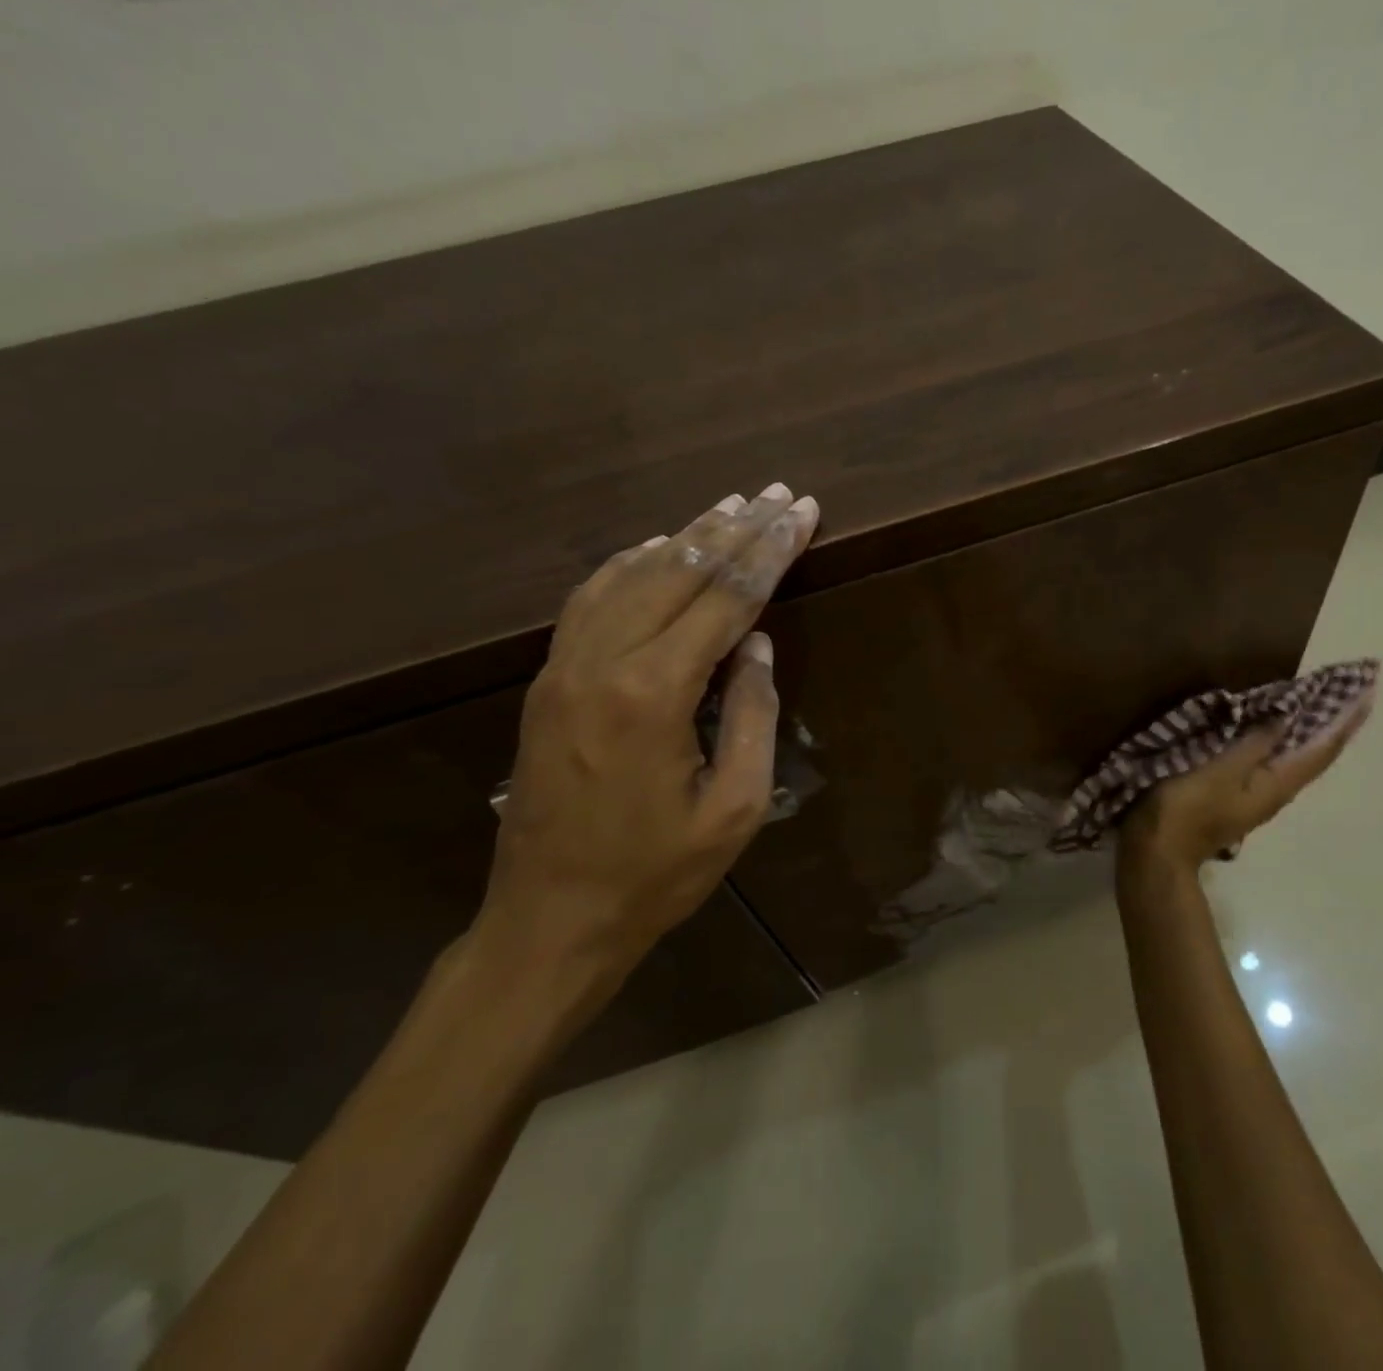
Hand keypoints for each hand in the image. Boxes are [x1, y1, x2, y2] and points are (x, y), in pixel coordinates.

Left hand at [470, 483, 818, 1015]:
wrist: (549, 919)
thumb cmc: (655, 875)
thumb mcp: (735, 809)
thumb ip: (753, 718)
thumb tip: (757, 646)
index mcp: (654, 693)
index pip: (726, 599)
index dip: (771, 551)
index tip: (803, 513)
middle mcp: (603, 662)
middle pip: (679, 571)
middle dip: (736, 528)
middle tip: (779, 494)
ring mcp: (565, 667)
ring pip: (631, 575)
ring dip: (686, 536)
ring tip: (730, 506)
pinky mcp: (547, 681)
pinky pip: (590, 600)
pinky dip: (629, 564)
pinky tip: (654, 546)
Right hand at [1120, 689, 1374, 874]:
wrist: (1157, 852)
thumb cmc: (1186, 808)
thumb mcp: (1219, 771)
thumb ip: (1253, 744)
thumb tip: (1287, 717)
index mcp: (1276, 785)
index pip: (1321, 750)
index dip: (1344, 722)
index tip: (1368, 694)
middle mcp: (1275, 791)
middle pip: (1314, 755)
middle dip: (1334, 725)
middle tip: (1352, 693)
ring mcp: (1254, 796)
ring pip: (1294, 758)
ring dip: (1311, 732)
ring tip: (1322, 705)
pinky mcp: (1234, 794)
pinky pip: (1271, 761)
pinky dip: (1282, 741)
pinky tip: (1274, 731)